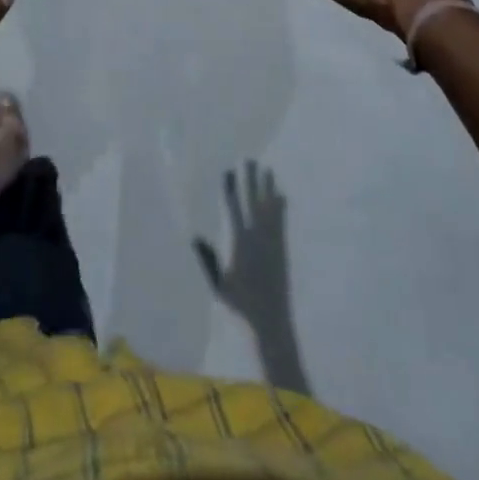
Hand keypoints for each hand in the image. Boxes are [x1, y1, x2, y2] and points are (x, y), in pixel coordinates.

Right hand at [194, 162, 292, 327]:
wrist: (272, 319)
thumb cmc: (241, 303)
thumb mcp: (219, 285)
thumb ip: (209, 260)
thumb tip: (196, 237)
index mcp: (241, 243)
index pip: (234, 209)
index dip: (231, 189)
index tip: (230, 171)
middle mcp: (258, 236)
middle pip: (253, 202)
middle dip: (251, 180)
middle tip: (250, 160)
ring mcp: (272, 241)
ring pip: (269, 207)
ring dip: (267, 188)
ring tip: (267, 169)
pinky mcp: (282, 247)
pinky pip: (281, 221)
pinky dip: (281, 207)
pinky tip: (281, 195)